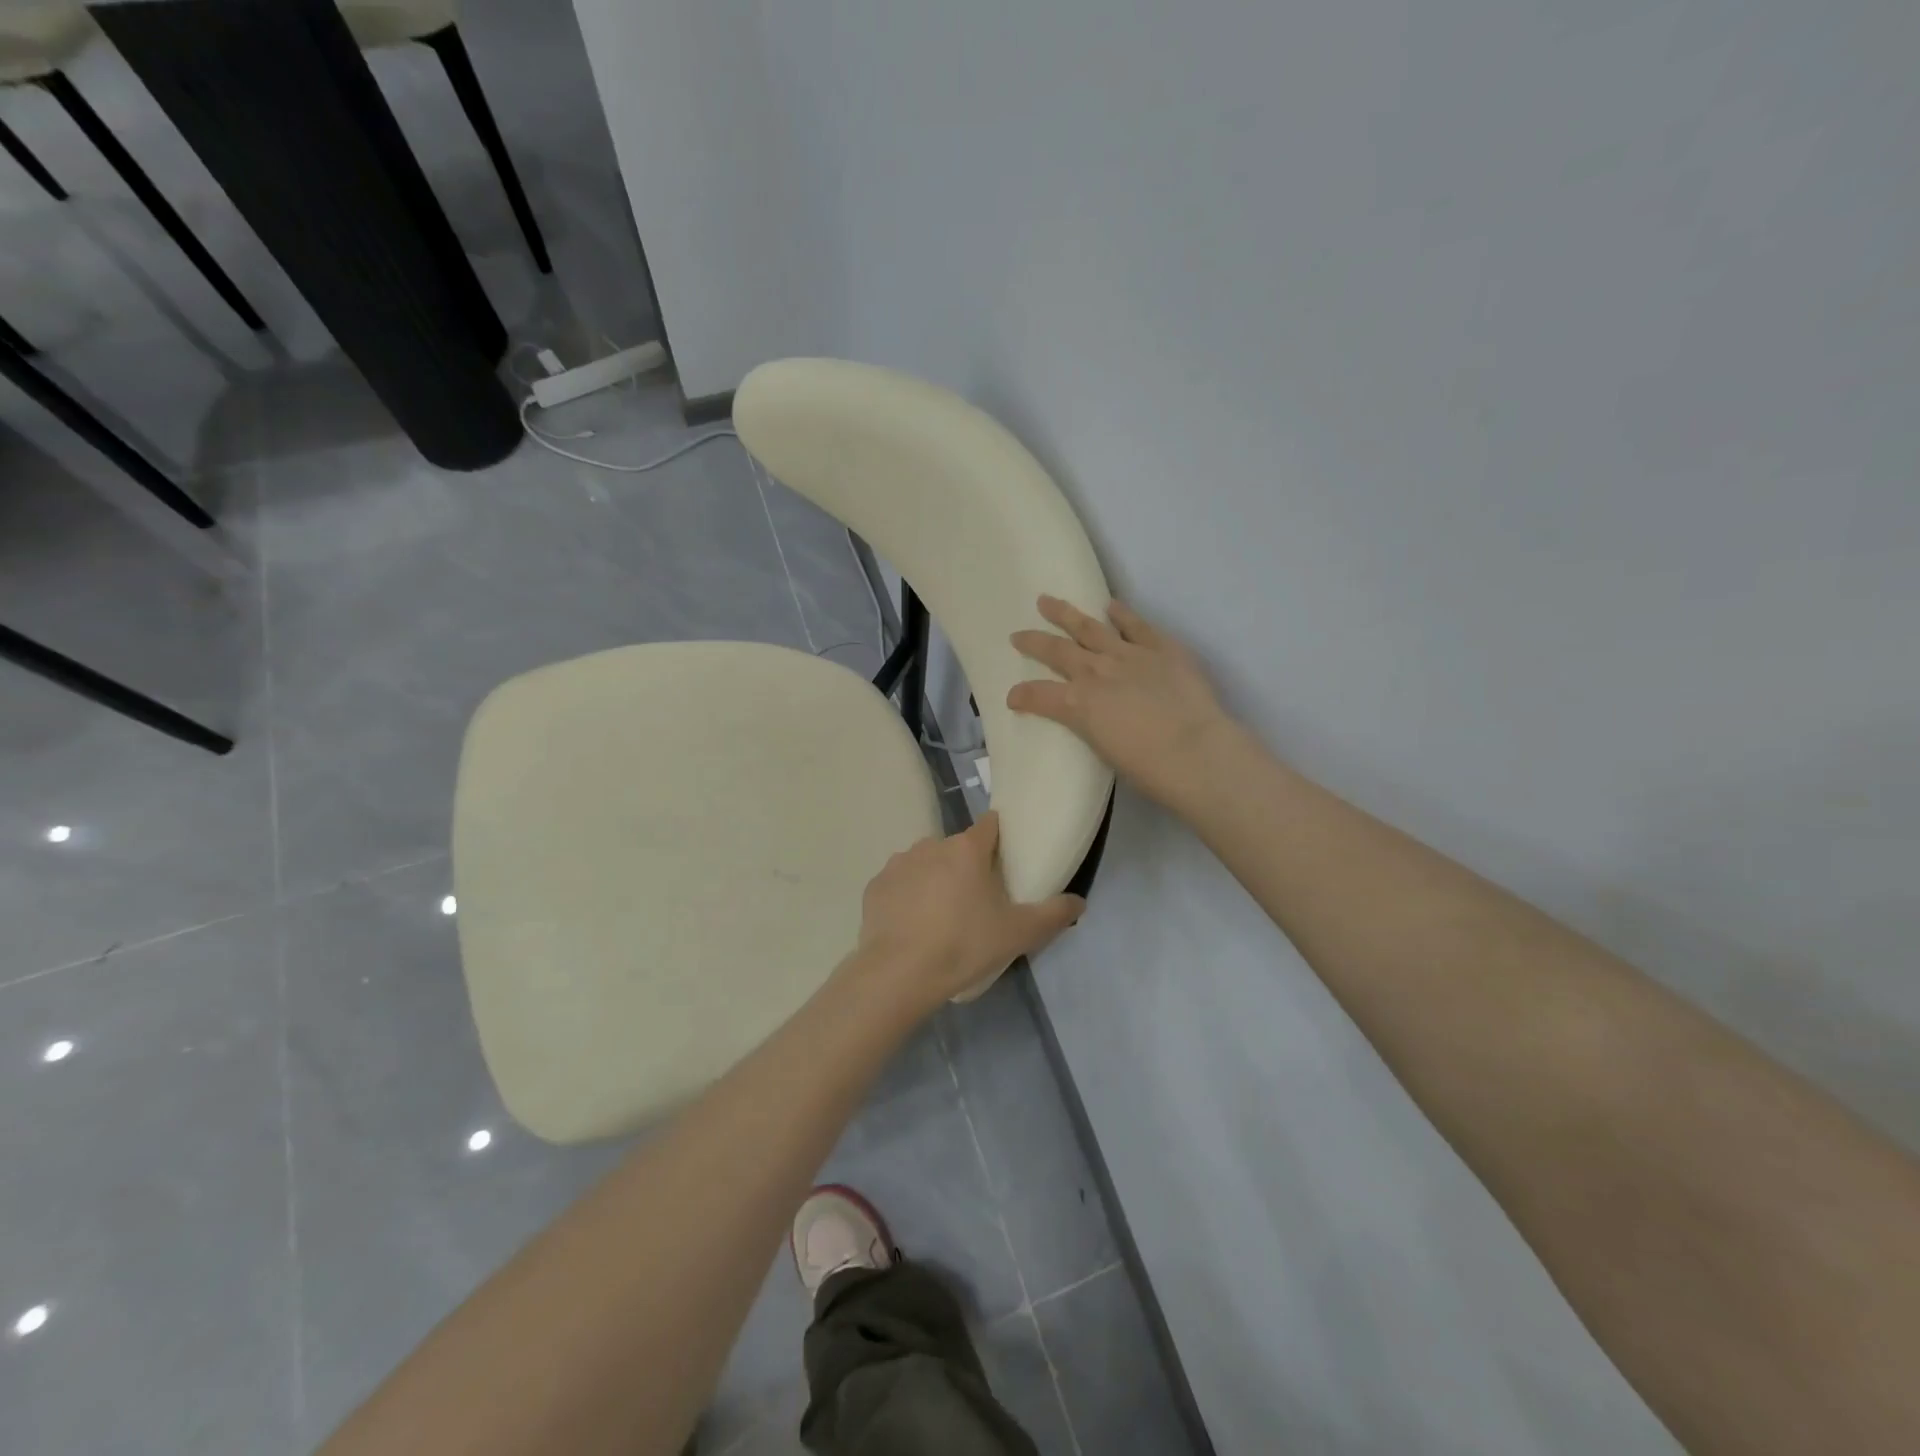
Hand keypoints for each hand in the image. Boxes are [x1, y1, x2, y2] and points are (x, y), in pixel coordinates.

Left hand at [846, 812, 1083, 1014]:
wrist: (899, 973)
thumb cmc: (964, 945)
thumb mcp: (1018, 934)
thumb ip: (1053, 914)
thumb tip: (1080, 902)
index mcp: (967, 849)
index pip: (989, 826)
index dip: (999, 839)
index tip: (1005, 860)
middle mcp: (931, 845)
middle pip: (957, 848)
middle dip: (967, 867)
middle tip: (977, 902)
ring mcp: (899, 864)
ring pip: (925, 864)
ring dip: (935, 880)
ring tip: (942, 918)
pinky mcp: (875, 886)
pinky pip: (899, 885)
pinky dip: (907, 898)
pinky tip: (913, 926)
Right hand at [1009, 595, 1239, 809]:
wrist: (1195, 751)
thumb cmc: (1148, 767)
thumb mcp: (1104, 750)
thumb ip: (1092, 727)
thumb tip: (1092, 718)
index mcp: (1078, 704)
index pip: (1039, 696)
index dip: (1022, 695)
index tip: (1012, 697)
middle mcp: (1097, 672)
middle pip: (1058, 651)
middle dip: (1035, 642)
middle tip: (1018, 635)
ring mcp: (1129, 655)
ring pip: (1090, 628)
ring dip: (1066, 614)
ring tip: (1048, 601)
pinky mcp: (1161, 648)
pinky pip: (1137, 625)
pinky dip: (1122, 614)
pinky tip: (1111, 605)